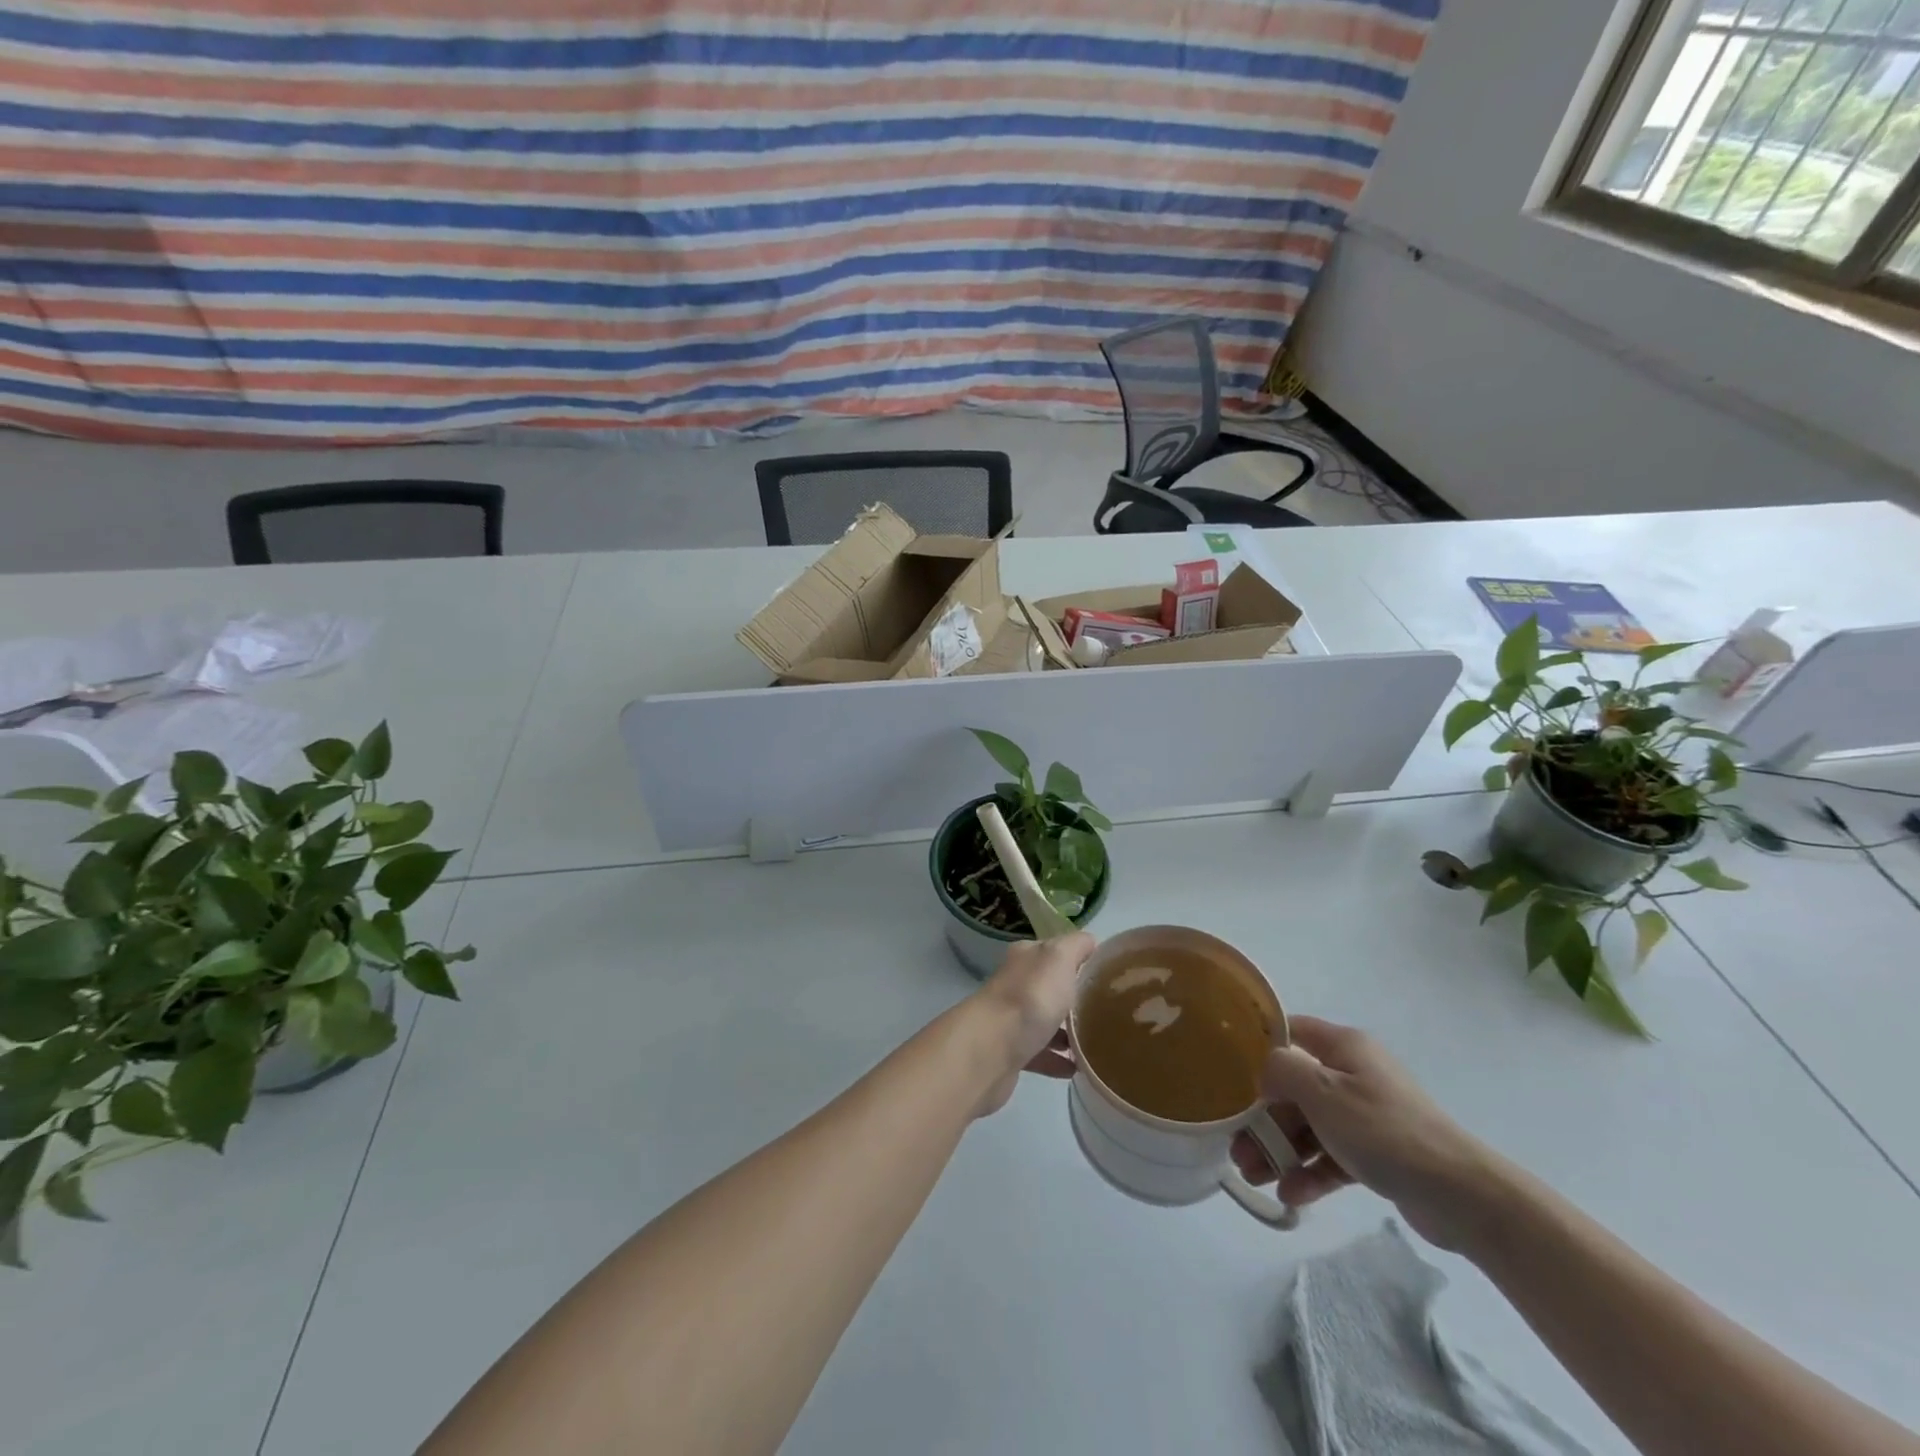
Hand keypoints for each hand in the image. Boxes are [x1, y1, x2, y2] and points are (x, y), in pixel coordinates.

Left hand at [965, 934, 1092, 1116]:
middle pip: (1050, 986)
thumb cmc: (1030, 997)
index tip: (1107, 973)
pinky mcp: (1009, 1053)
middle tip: (1106, 1010)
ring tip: (1096, 1042)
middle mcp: (1015, 984)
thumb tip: (1090, 941)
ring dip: (1067, 1032)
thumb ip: (1075, 946)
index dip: (1079, 958)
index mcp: (1026, 957)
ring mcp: (1010, 1019)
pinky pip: (1040, 1054)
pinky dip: (1058, 1060)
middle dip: (1074, 997)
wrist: (990, 1049)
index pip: (1055, 951)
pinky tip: (1078, 1068)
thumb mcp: (1059, 958)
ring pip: (1044, 1021)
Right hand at [1231, 1016, 1505, 1249]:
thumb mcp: (1323, 1091)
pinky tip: (1290, 1195)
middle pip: (1295, 1088)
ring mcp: (1366, 1115)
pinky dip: (1310, 1172)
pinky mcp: (1377, 1153)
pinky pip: (1332, 1156)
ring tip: (1254, 1178)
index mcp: (1344, 1047)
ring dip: (1280, 1149)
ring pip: (1310, 1126)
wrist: (1461, 1195)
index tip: (1229, 1070)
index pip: (1291, 1031)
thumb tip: (1265, 1071)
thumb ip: (1282, 1071)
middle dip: (1263, 1118)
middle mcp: (1353, 1074)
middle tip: (1236, 1147)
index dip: (1259, 1046)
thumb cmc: (1384, 1130)